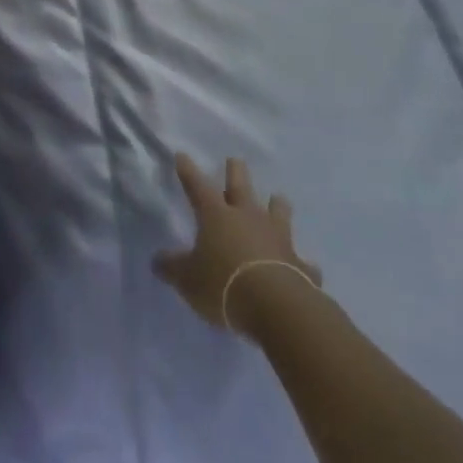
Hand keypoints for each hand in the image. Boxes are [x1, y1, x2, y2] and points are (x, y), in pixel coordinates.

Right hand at [154, 153, 320, 329]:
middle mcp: (247, 217)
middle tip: (235, 161)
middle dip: (236, 172)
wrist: (277, 308)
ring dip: (277, 206)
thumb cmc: (224, 285)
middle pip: (241, 186)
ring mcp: (278, 238)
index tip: (182, 155)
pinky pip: (303, 261)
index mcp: (216, 215)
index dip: (188, 170)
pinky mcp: (300, 264)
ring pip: (278, 211)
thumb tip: (157, 261)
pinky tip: (305, 266)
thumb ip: (172, 268)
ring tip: (277, 200)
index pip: (197, 185)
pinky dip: (301, 262)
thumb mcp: (188, 279)